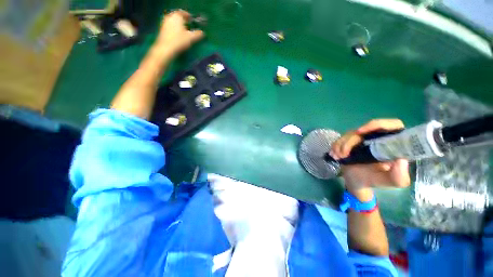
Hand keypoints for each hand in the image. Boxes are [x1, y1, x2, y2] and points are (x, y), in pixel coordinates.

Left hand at [154, 10, 204, 56]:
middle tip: (189, 26)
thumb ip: (198, 34)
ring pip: (174, 21)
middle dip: (184, 21)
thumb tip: (202, 33)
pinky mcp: (162, 29)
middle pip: (178, 16)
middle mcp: (170, 16)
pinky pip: (170, 26)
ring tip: (184, 31)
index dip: (189, 17)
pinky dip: (174, 28)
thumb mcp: (191, 38)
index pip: (184, 13)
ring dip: (179, 25)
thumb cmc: (179, 41)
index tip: (193, 21)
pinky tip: (178, 35)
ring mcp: (165, 22)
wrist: (166, 48)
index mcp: (177, 16)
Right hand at [330, 119, 410, 197]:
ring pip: (349, 134)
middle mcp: (378, 138)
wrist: (357, 182)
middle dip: (350, 141)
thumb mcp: (391, 182)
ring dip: (341, 146)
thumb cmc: (375, 180)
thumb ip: (399, 175)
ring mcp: (362, 139)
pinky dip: (336, 147)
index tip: (360, 132)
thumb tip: (401, 159)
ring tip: (339, 158)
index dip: (376, 125)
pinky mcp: (350, 141)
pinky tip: (335, 155)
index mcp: (392, 144)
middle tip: (343, 154)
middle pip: (364, 130)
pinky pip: (340, 139)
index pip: (392, 125)